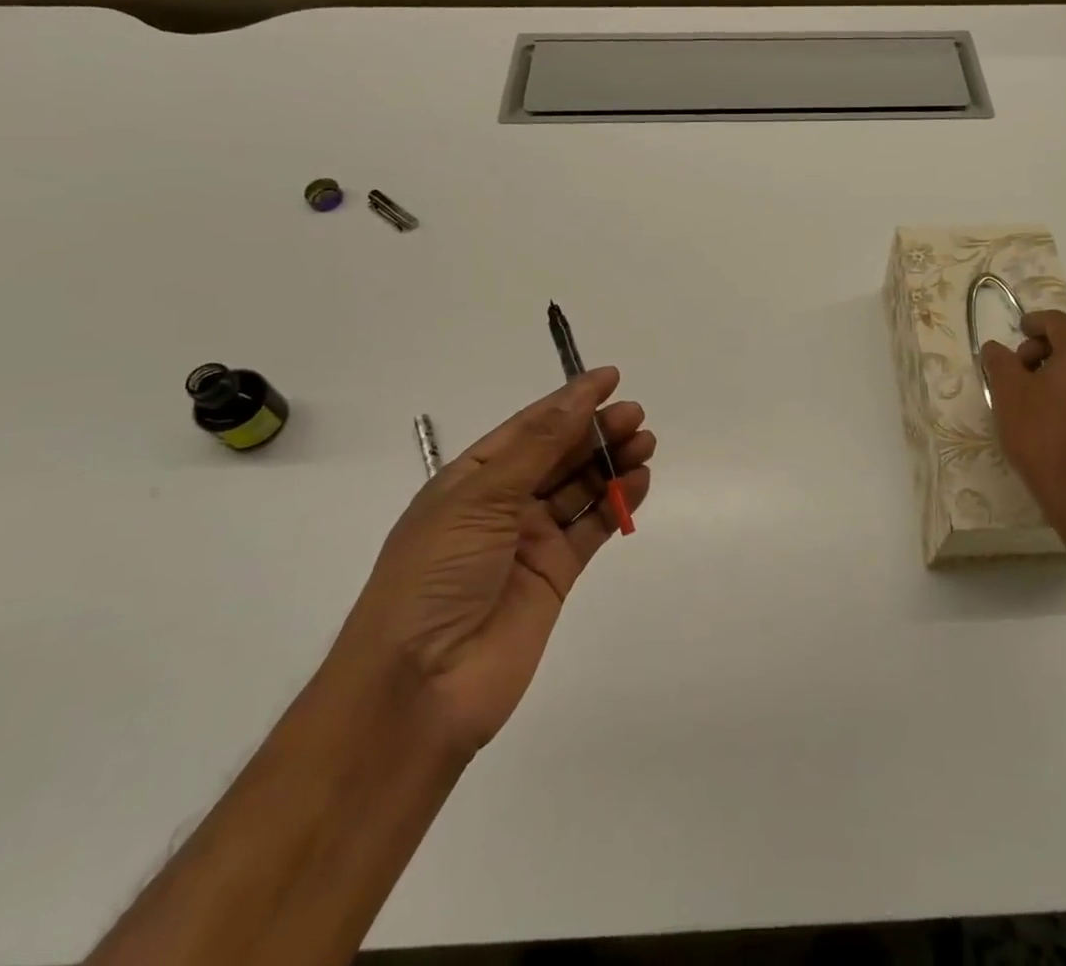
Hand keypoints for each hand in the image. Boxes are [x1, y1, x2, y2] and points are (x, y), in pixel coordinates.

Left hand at [335, 368, 654, 761]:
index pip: (529, 427)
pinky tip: (640, 481)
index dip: (569, 401)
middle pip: (559, 455)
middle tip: (636, 416)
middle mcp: (501, 505)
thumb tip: (580, 393)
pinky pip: (592, 527)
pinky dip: (617, 503)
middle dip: (596, 431)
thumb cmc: (436, 575)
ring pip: (580, 488)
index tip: (611, 379)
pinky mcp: (555, 575)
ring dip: (612, 463)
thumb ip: (539, 446)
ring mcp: (529, 541)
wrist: (420, 688)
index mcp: (471, 479)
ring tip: (645, 444)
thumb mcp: (481, 497)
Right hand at [980, 311, 1065, 527]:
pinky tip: (1058, 415)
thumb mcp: (1008, 392)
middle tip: (1023, 366)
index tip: (1017, 333)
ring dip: (1065, 368)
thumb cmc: (1041, 433)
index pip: (1058, 321)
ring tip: (1037, 392)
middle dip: (1050, 344)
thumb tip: (995, 347)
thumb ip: (999, 361)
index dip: (1033, 322)